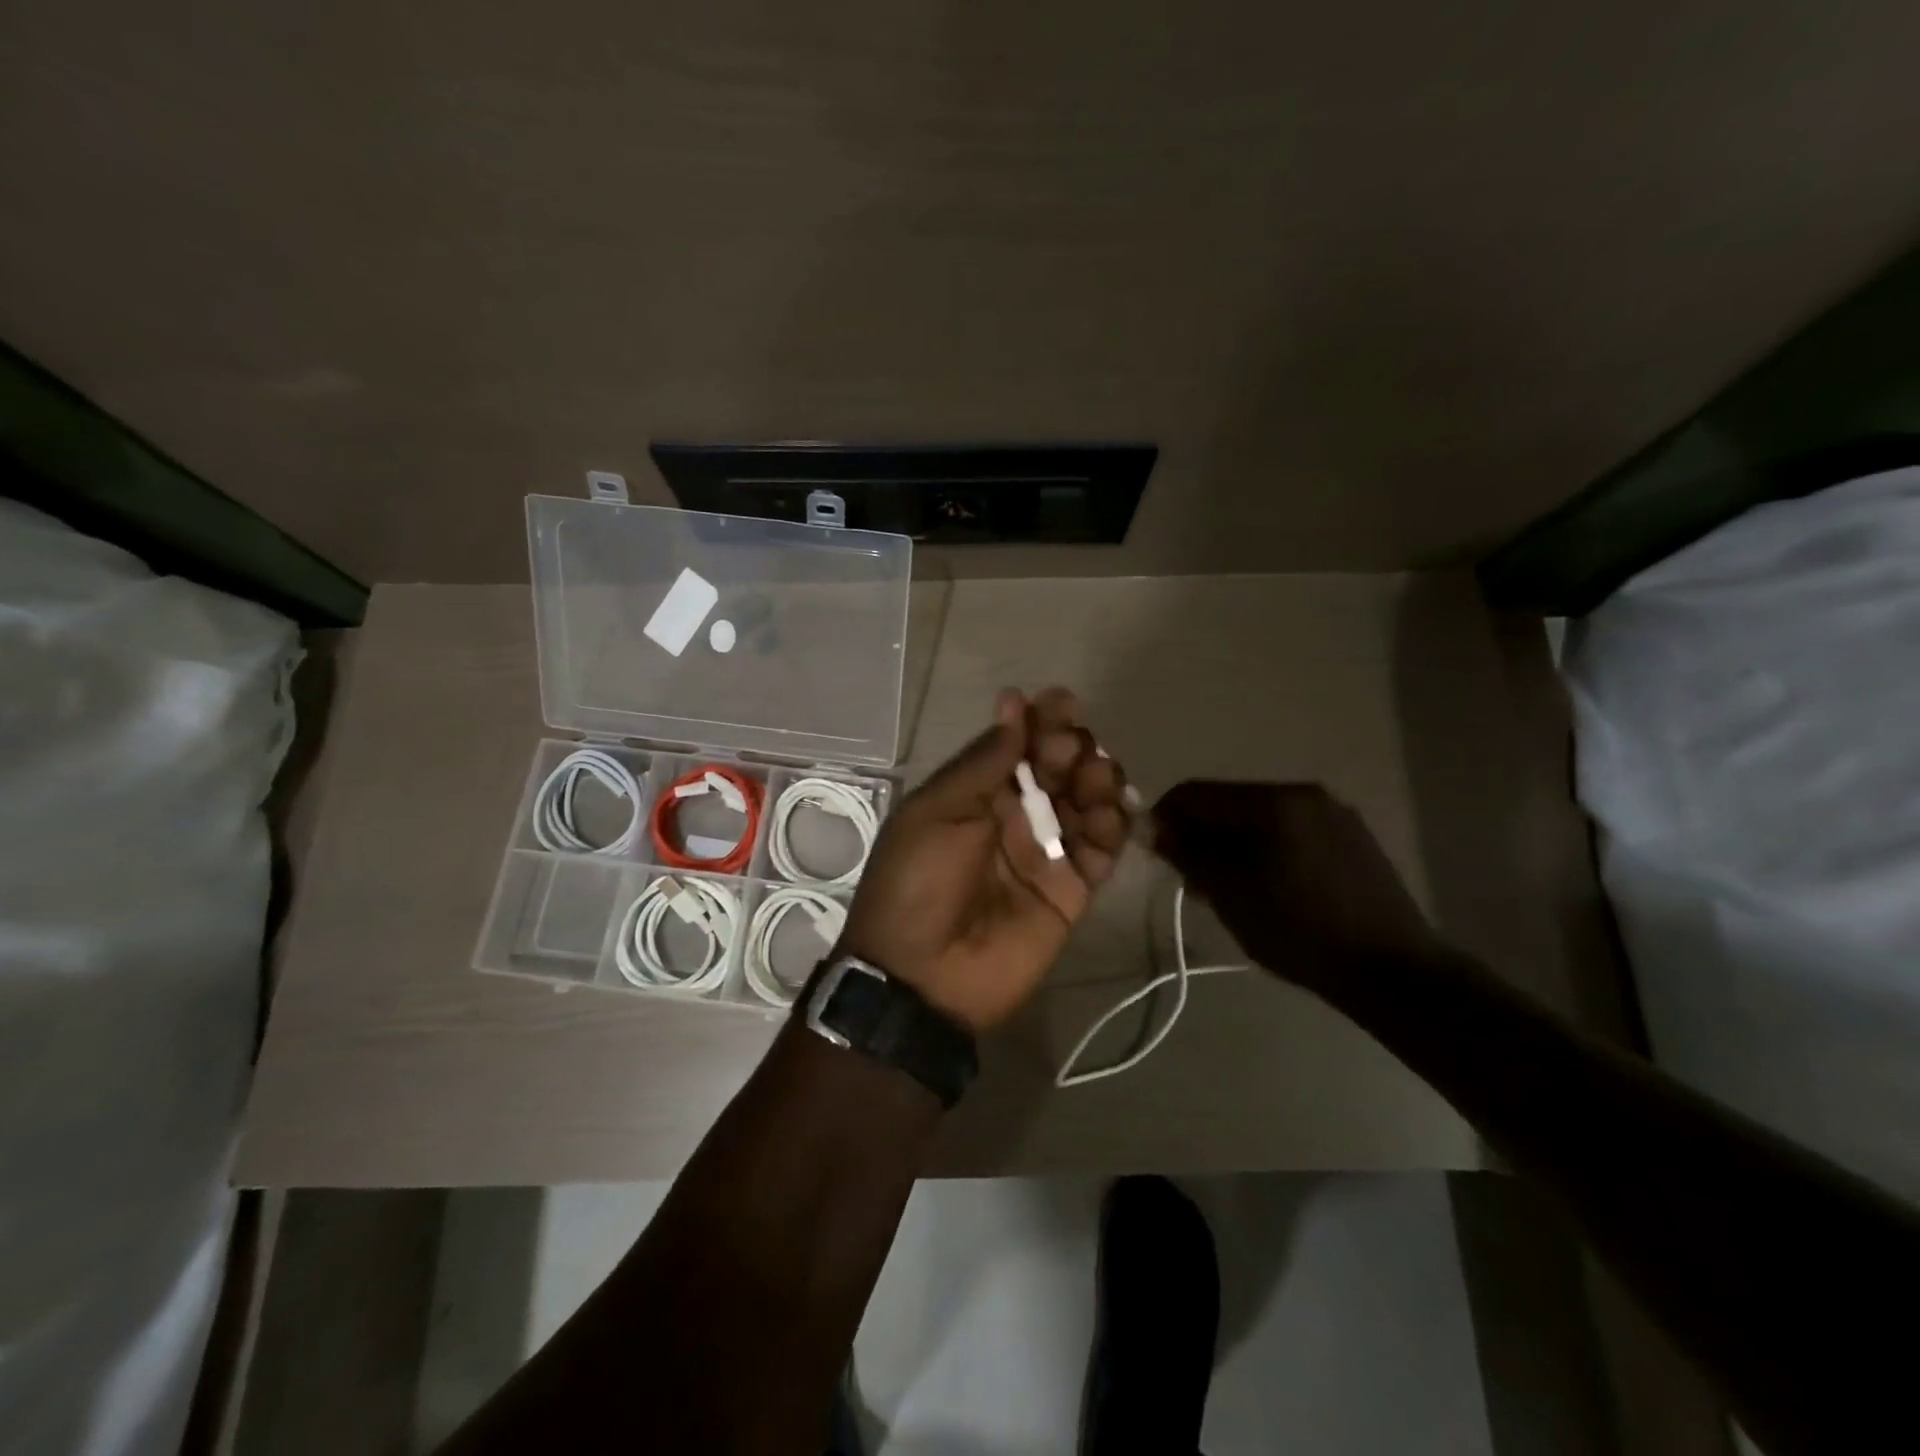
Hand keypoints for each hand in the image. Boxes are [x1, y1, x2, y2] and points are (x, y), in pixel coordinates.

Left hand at [839, 688, 1131, 1031]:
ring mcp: (1045, 854)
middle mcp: (1014, 818)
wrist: (922, 976)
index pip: (1017, 746)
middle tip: (1069, 747)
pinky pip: (1102, 851)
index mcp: (975, 796)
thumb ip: (983, 762)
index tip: (1060, 701)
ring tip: (1094, 776)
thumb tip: (1013, 704)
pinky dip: (1113, 828)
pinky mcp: (1071, 891)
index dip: (1040, 722)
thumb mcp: (937, 812)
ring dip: (1097, 780)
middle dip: (1070, 747)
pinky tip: (1110, 814)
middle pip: (1057, 769)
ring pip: (1086, 803)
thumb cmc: (918, 882)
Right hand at [1151, 781, 1439, 993]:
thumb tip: (1157, 829)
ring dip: (1231, 842)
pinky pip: (1291, 831)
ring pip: (1260, 817)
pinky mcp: (1352, 838)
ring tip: (1224, 885)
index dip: (1165, 817)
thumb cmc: (1300, 930)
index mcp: (1272, 801)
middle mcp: (1303, 793)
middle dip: (1200, 832)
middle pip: (1229, 802)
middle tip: (1187, 875)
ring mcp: (1333, 814)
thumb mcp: (1230, 894)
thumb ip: (1189, 853)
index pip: (1196, 792)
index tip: (1153, 850)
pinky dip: (1265, 848)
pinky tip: (1265, 884)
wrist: (1393, 970)